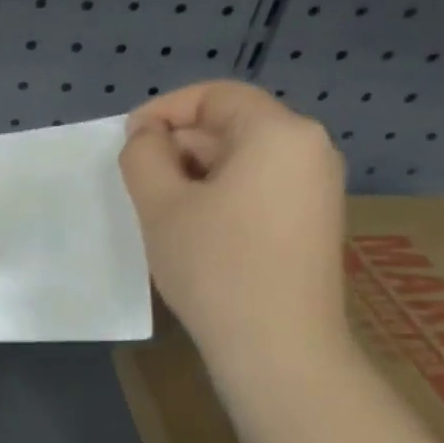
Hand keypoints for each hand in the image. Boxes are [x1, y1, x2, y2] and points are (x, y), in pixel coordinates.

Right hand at [118, 81, 348, 371]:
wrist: (278, 346)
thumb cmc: (215, 265)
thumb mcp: (161, 204)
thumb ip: (144, 155)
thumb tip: (147, 136)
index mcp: (279, 133)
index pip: (215, 96)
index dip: (164, 110)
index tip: (127, 141)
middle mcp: (309, 150)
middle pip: (231, 125)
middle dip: (178, 146)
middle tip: (136, 182)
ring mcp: (316, 188)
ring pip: (242, 159)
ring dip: (194, 173)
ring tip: (159, 209)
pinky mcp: (311, 221)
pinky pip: (258, 187)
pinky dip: (219, 194)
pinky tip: (192, 229)